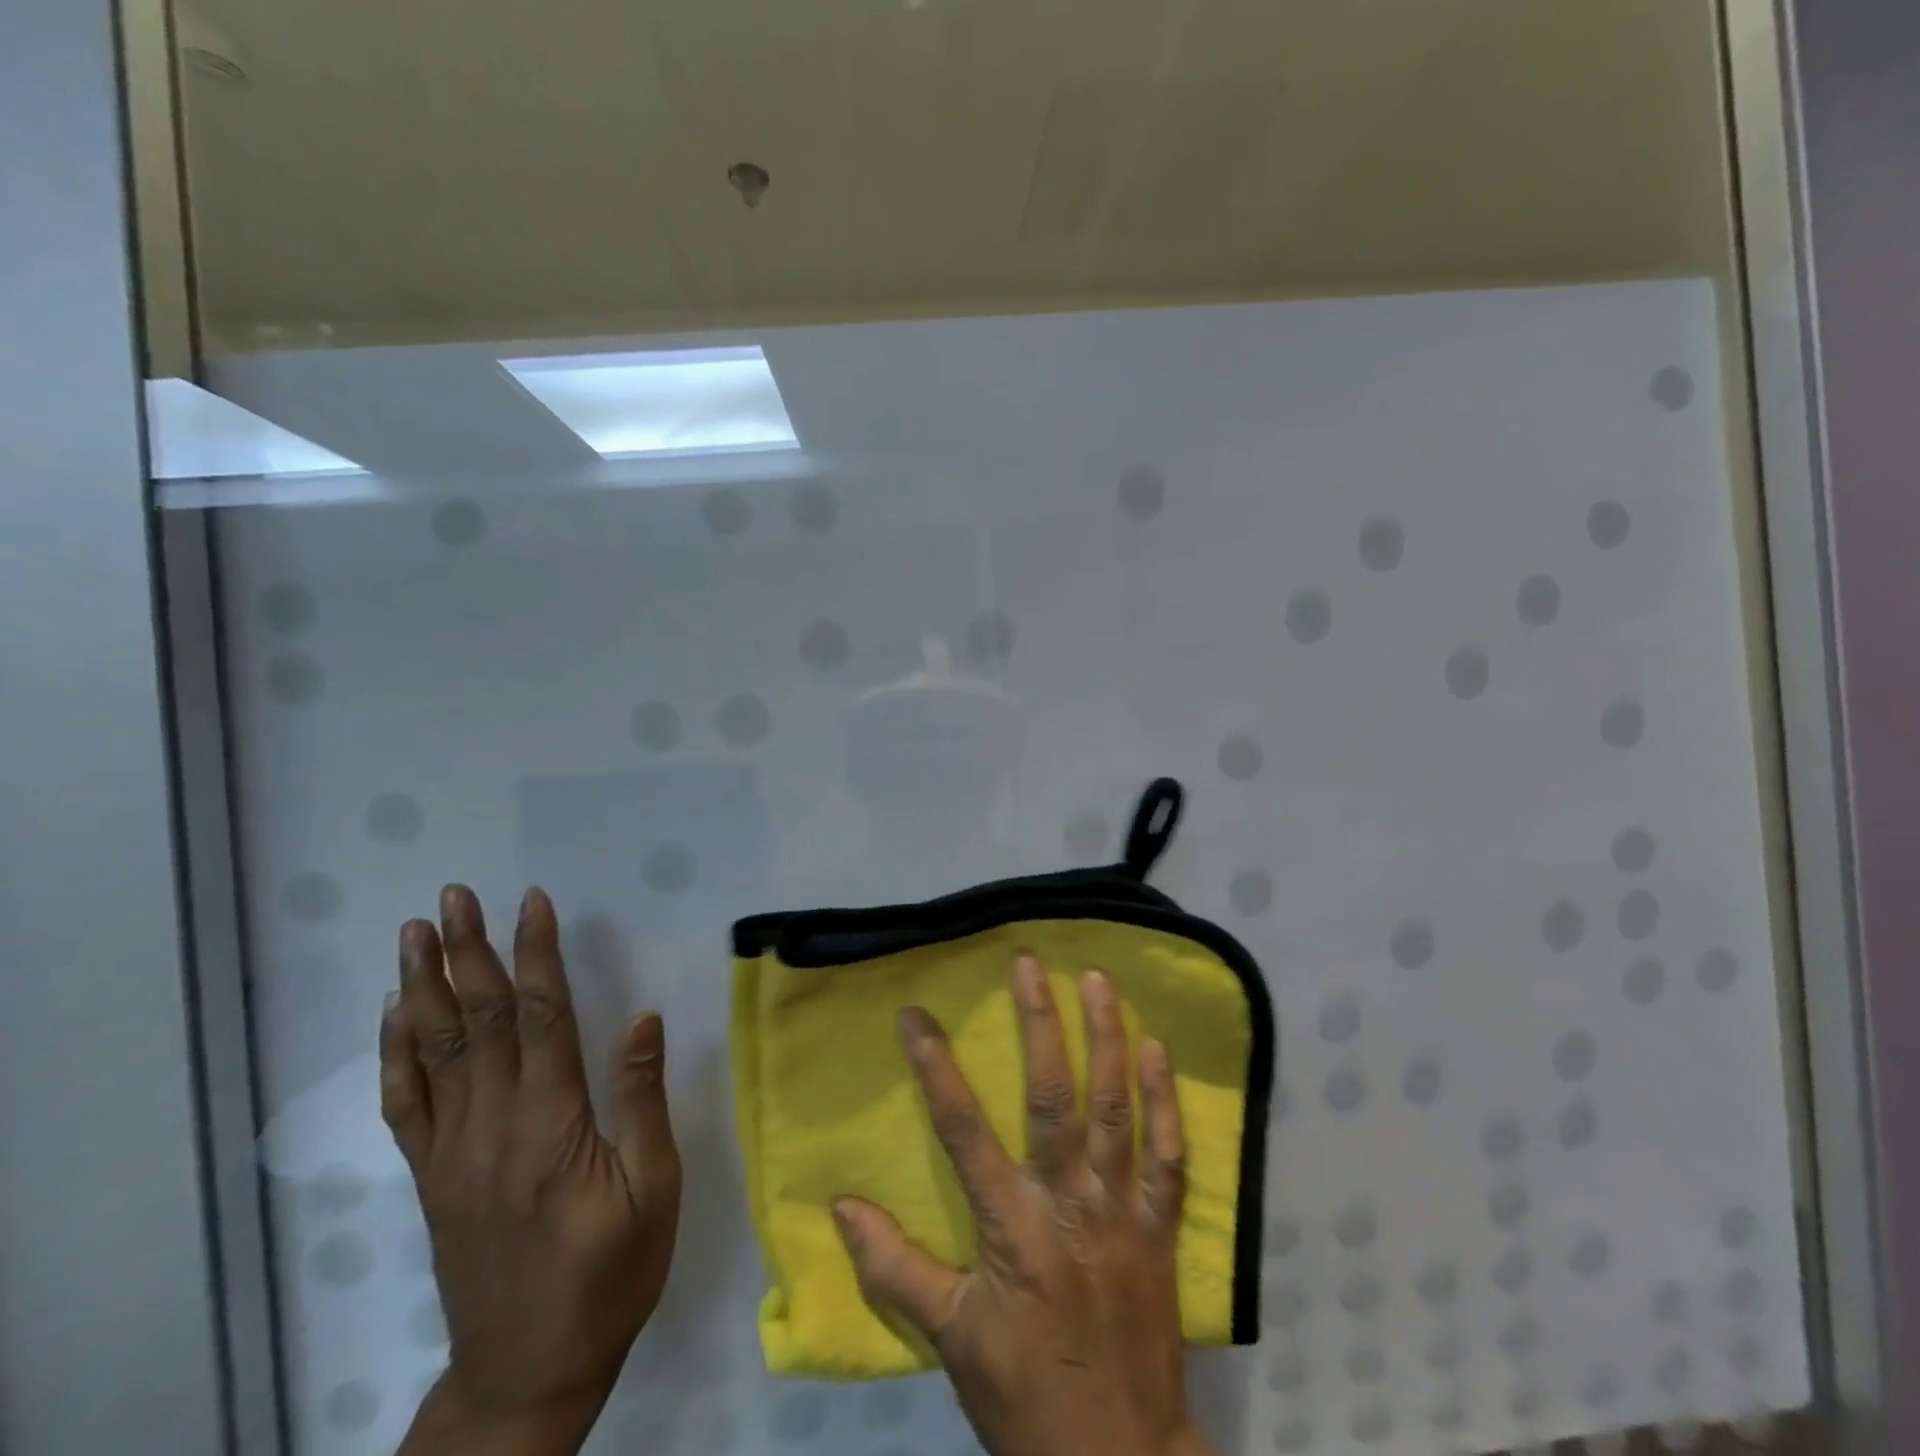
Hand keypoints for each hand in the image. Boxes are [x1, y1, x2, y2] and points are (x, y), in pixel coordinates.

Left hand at [381, 885, 681, 1454]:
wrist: (526, 1372)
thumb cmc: (610, 1275)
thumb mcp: (654, 1190)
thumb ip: (642, 1101)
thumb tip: (642, 1019)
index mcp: (551, 1125)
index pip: (542, 1017)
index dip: (538, 955)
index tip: (532, 904)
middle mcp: (491, 1126)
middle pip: (480, 1021)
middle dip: (468, 951)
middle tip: (455, 897)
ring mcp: (452, 1152)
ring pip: (434, 1051)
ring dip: (425, 986)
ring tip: (416, 933)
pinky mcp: (432, 1175)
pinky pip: (406, 1103)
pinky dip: (396, 1052)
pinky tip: (395, 1015)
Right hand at [832, 957, 1214, 1455]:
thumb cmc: (1025, 1394)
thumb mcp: (950, 1338)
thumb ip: (894, 1268)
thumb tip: (841, 1206)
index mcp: (1010, 1226)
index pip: (961, 1128)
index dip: (935, 1065)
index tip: (915, 1013)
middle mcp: (1068, 1201)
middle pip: (1051, 1096)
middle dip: (1038, 1023)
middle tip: (1029, 963)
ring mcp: (1121, 1209)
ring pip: (1115, 1108)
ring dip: (1106, 1038)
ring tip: (1097, 978)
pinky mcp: (1160, 1225)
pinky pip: (1169, 1152)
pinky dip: (1166, 1098)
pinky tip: (1157, 1048)